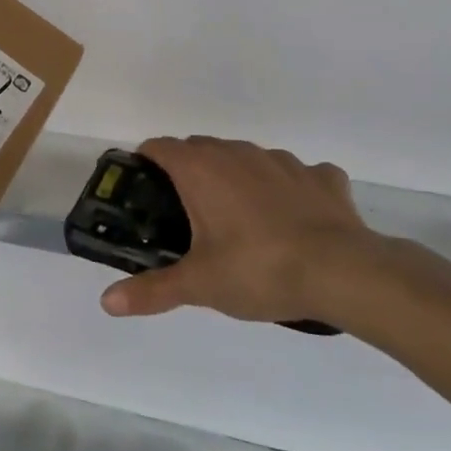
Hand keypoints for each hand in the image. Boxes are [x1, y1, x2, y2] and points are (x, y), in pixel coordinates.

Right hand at [98, 136, 405, 327]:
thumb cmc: (259, 270)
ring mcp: (282, 160)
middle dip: (187, 171)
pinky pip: (296, 173)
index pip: (159, 147)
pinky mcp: (320, 176)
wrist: (344, 272)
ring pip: (245, 157)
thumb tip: (106, 302)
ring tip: (238, 218)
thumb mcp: (199, 285)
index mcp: (201, 169)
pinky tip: (293, 217)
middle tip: (185, 214)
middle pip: (200, 148)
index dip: (146, 162)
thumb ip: (152, 290)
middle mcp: (237, 153)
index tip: (143, 188)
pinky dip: (287, 188)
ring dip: (235, 176)